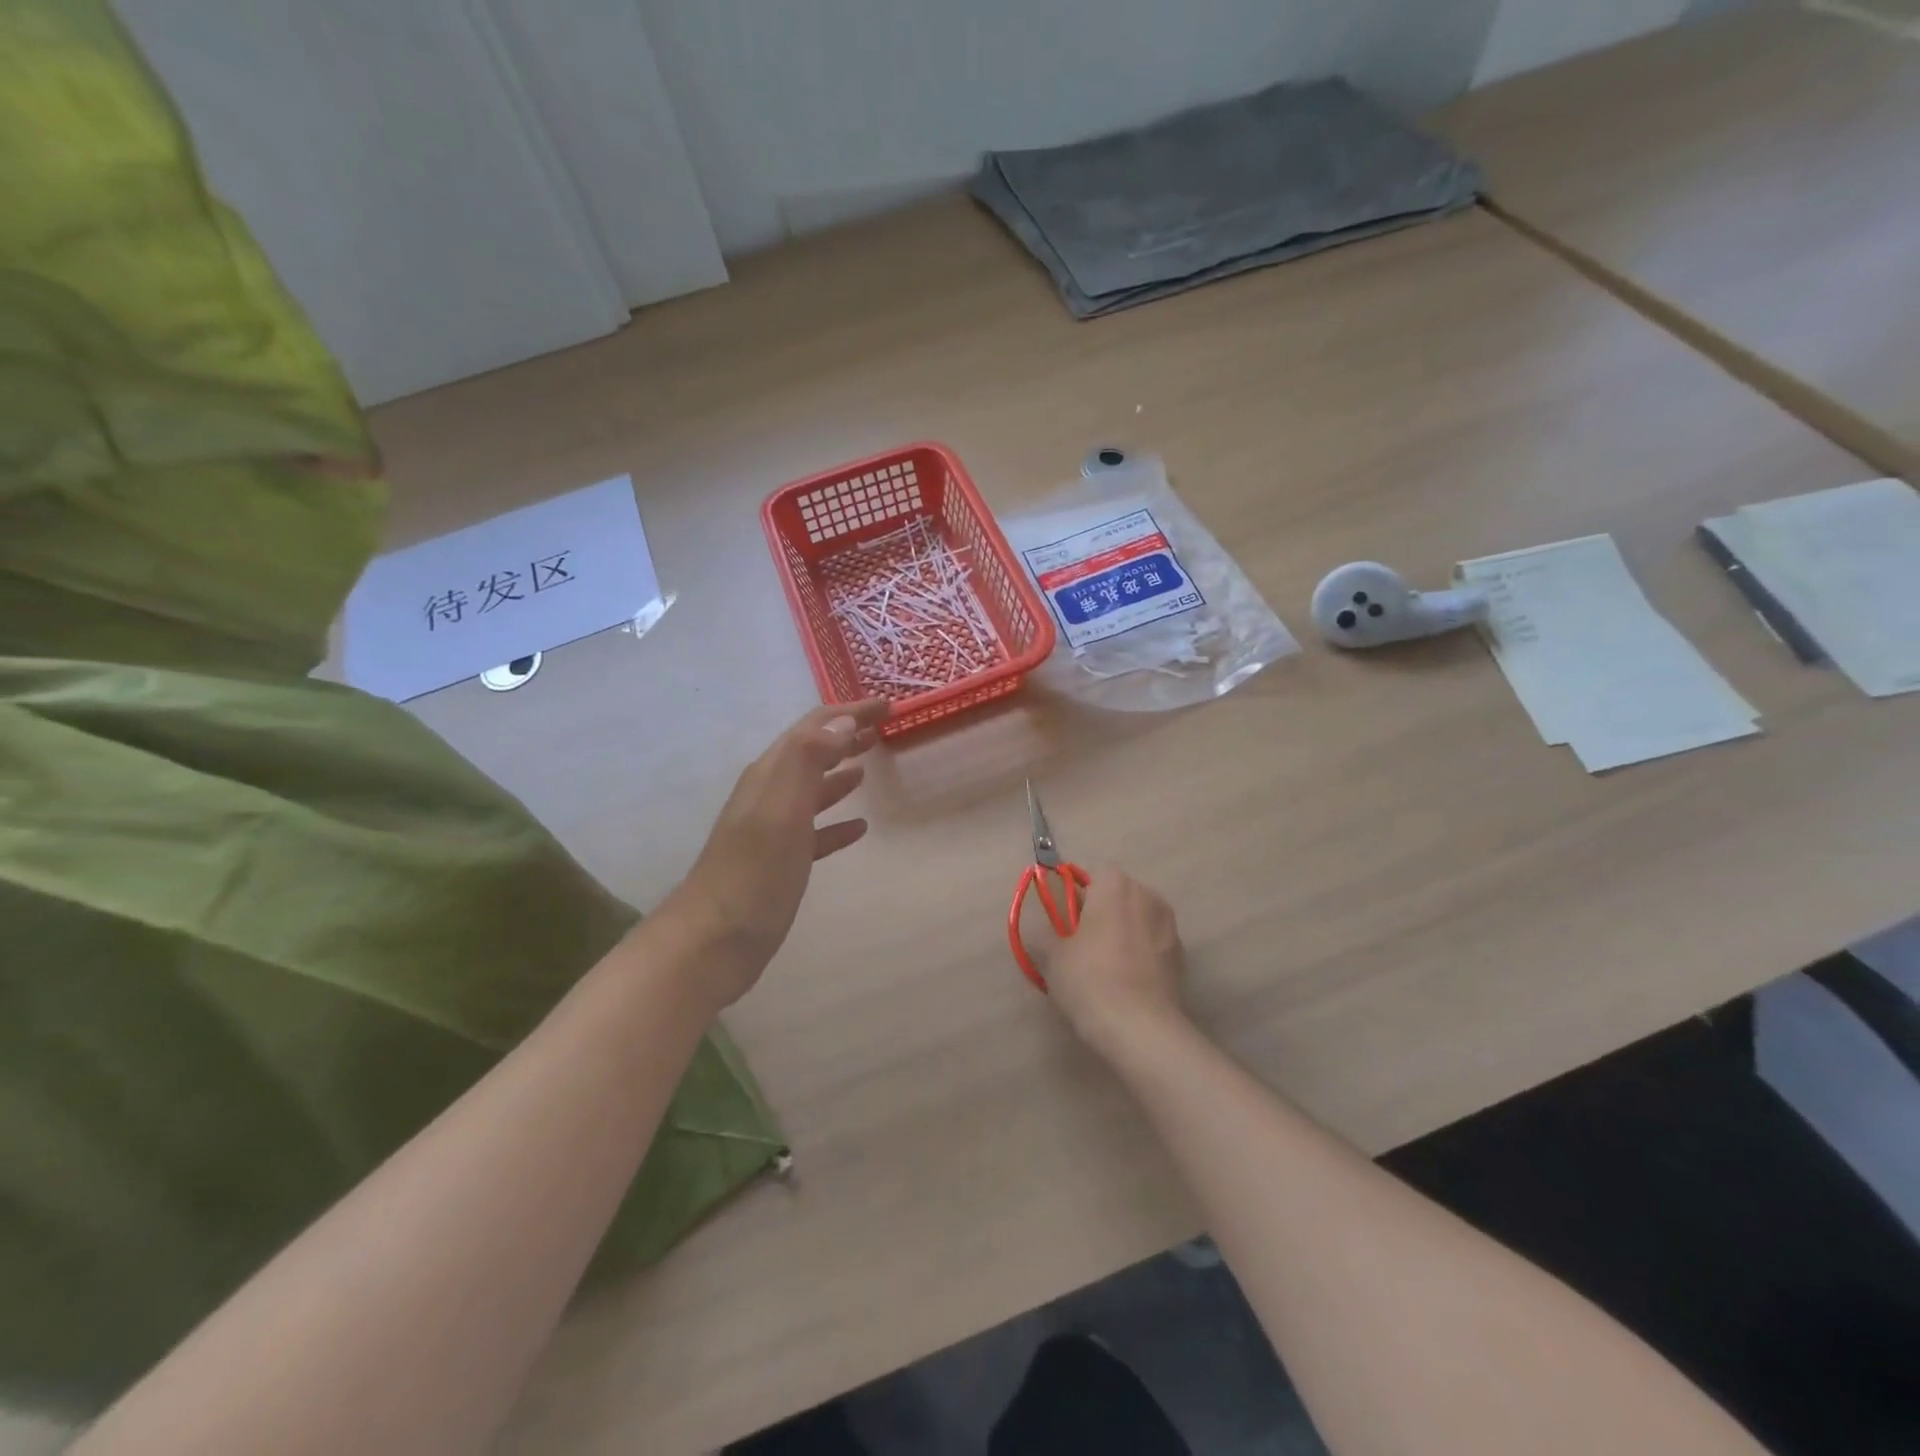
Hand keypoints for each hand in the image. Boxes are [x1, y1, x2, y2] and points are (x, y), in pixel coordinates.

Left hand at [663, 700, 889, 1008]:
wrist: (712, 942)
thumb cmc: (753, 875)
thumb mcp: (781, 811)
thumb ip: (808, 761)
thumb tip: (843, 721)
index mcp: (770, 775)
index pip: (814, 728)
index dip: (850, 712)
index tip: (887, 706)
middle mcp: (770, 794)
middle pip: (812, 752)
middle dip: (846, 735)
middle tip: (883, 727)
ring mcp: (773, 829)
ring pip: (812, 788)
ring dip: (840, 771)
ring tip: (869, 763)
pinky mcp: (780, 862)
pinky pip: (815, 831)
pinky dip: (837, 822)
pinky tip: (859, 828)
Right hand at [1046, 871, 1188, 1055]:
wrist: (1139, 1027)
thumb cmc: (1089, 978)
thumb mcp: (1052, 955)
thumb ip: (1048, 932)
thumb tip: (1049, 930)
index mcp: (1116, 885)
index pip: (1094, 879)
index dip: (1079, 901)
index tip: (1068, 927)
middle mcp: (1148, 896)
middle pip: (1120, 898)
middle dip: (1104, 915)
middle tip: (1083, 947)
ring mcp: (1171, 926)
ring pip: (1139, 922)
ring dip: (1125, 935)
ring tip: (1107, 970)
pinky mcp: (1182, 957)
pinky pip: (1154, 946)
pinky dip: (1142, 957)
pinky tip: (1128, 985)